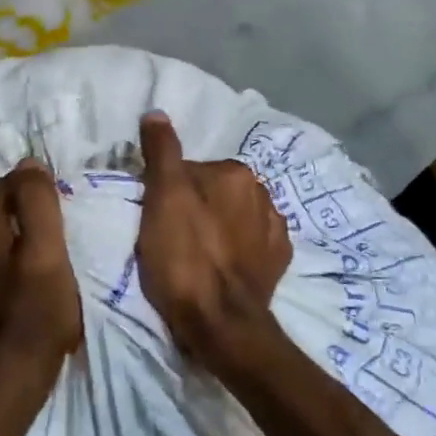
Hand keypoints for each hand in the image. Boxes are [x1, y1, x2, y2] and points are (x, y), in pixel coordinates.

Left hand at [0, 160, 81, 387]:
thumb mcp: (51, 251)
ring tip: (10, 281)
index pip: (10, 188)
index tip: (49, 241)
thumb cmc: (35, 311)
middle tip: (32, 263)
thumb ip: (38, 199)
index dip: (35, 211)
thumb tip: (28, 163)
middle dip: (8, 228)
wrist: (5, 378)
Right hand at [135, 112, 291, 368]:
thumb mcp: (162, 198)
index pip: (191, 171)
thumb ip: (162, 152)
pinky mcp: (279, 263)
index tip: (156, 218)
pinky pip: (252, 243)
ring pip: (234, 217)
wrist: (221, 323)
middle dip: (196, 208)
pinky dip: (237, 249)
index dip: (168, 192)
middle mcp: (263, 193)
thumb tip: (157, 112)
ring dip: (217, 228)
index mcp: (235, 173)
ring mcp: (276, 230)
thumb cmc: (184, 256)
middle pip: (214, 192)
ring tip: (194, 257)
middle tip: (171, 237)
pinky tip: (220, 267)